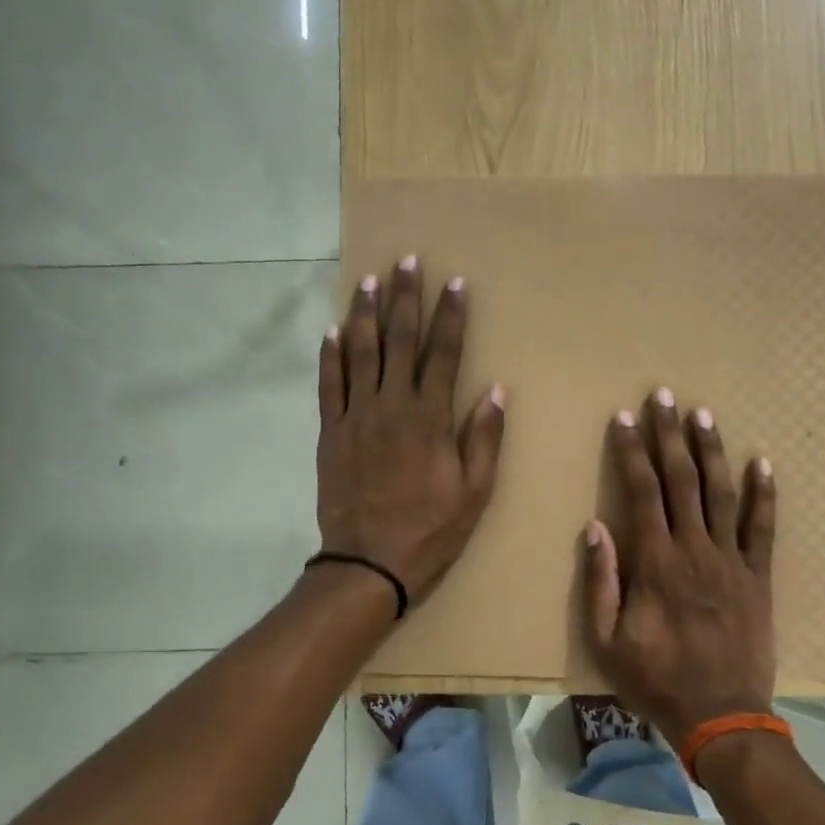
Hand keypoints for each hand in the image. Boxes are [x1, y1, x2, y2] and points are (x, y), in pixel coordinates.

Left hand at [317, 256, 506, 602]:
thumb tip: (496, 390)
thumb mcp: (474, 492)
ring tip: (369, 281)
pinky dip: (330, 356)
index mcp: (430, 418)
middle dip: (406, 299)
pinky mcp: (330, 432)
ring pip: (360, 353)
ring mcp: (356, 416)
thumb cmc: (429, 530)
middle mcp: (391, 406)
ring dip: (366, 314)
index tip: (454, 283)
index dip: (450, 316)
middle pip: (399, 340)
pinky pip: (328, 385)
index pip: (444, 353)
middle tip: (408, 261)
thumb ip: (483, 438)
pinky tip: (333, 331)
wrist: (368, 563)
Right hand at [582, 388, 777, 746]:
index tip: (625, 417)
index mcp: (655, 562)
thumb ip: (601, 581)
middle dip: (670, 435)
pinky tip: (762, 462)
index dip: (632, 451)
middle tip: (665, 396)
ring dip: (712, 451)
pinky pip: (764, 529)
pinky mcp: (759, 577)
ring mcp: (732, 561)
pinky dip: (765, 494)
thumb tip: (597, 526)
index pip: (642, 491)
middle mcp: (695, 549)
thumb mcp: (606, 639)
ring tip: (704, 415)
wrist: (721, 716)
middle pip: (682, 480)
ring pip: (722, 494)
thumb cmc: (655, 679)